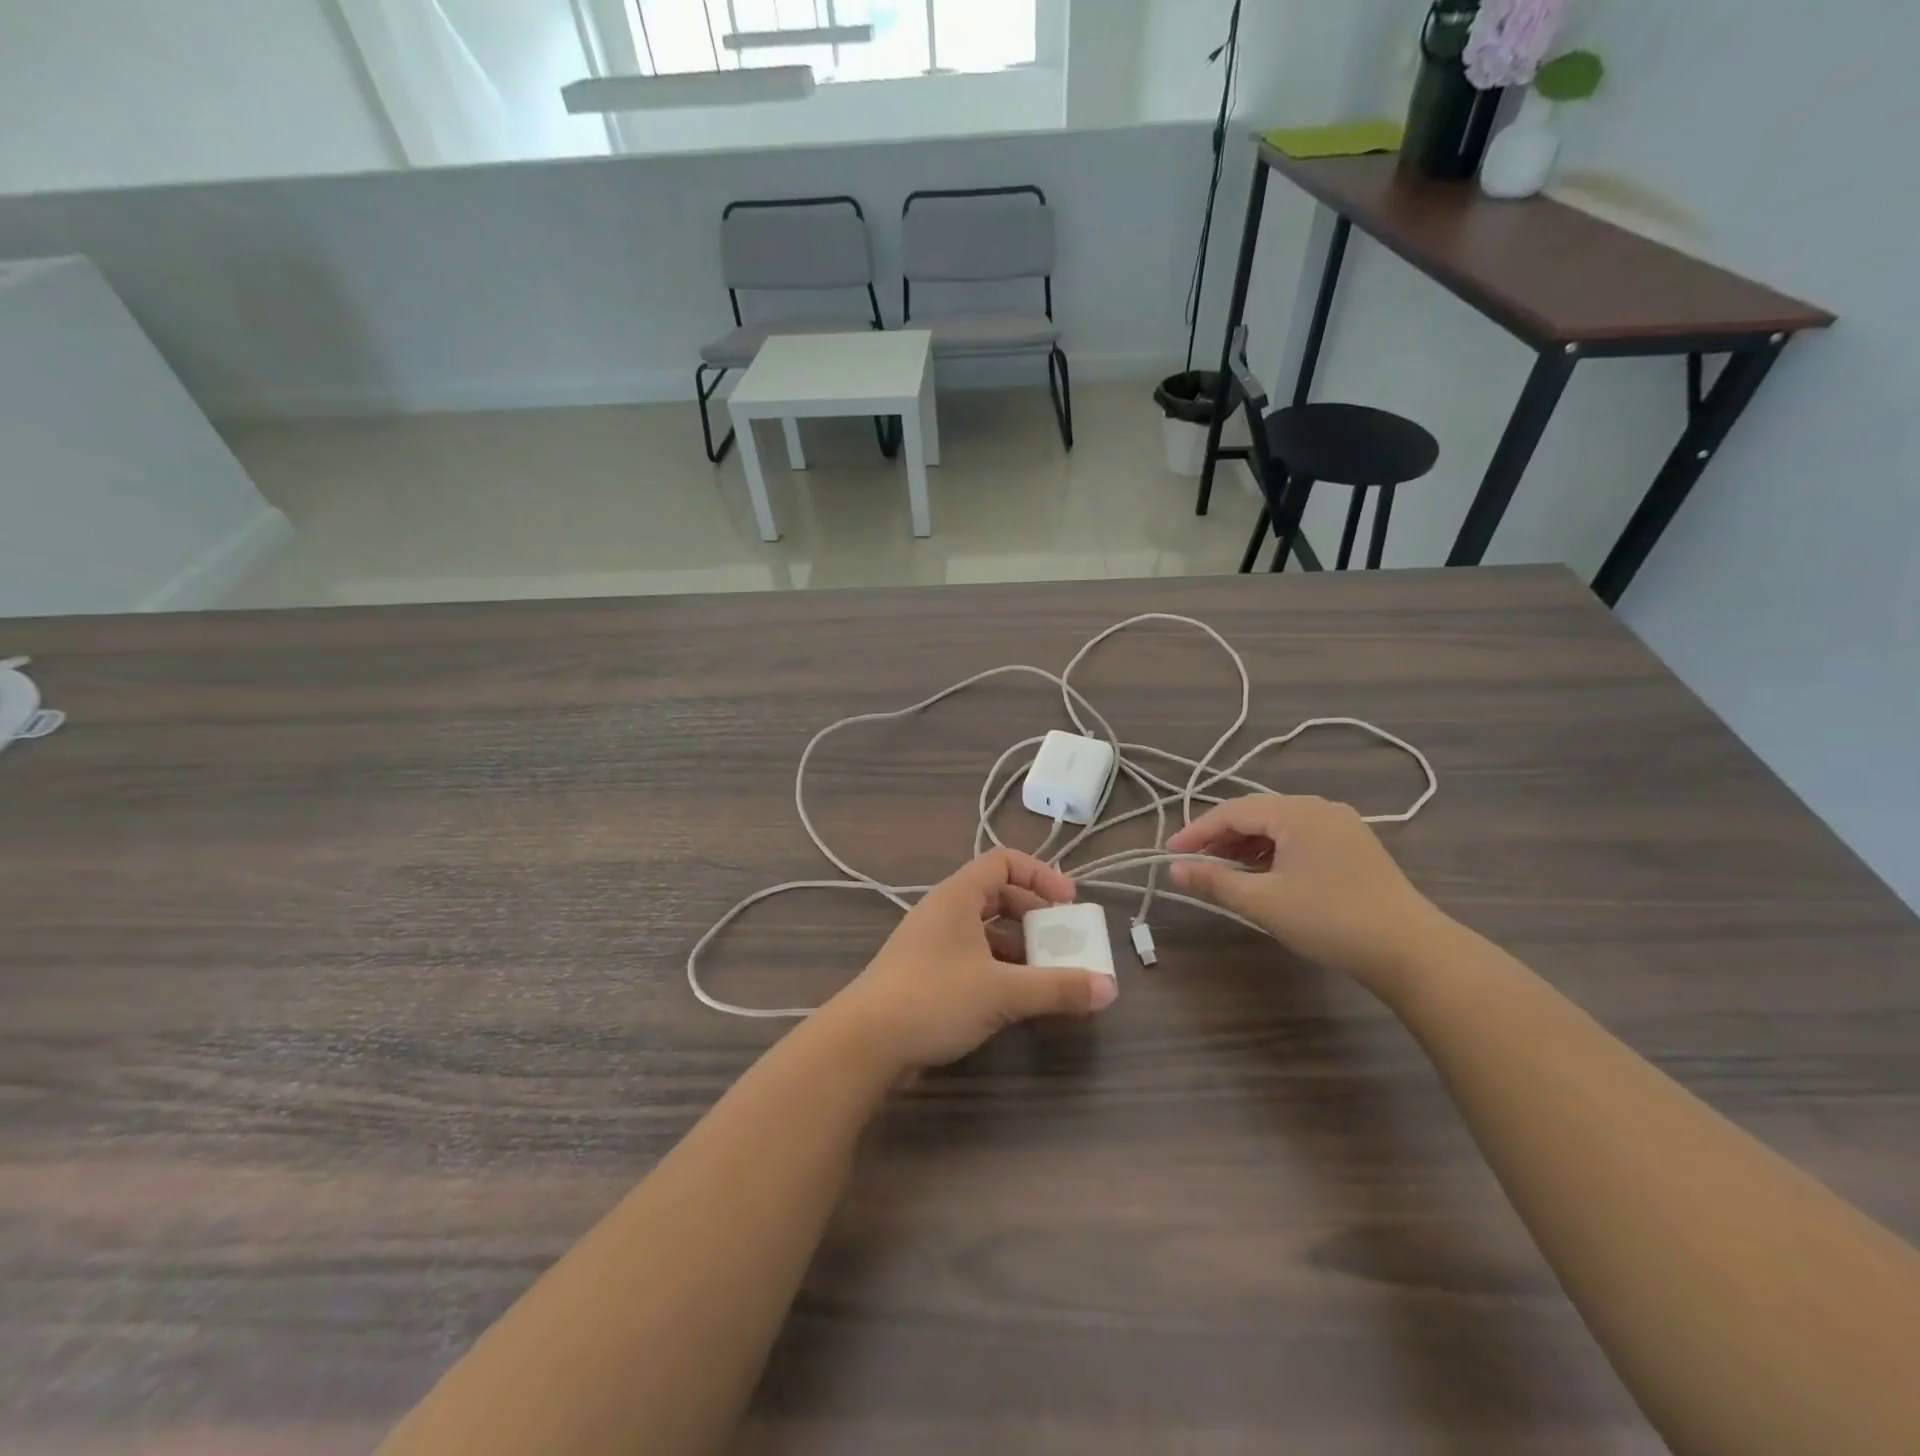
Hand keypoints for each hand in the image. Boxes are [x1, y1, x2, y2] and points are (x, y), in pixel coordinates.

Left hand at [826, 850, 1117, 1070]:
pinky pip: (971, 957)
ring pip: (984, 931)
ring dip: (1018, 947)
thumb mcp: (1003, 991)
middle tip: (1061, 940)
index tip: (1069, 904)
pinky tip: (1015, 998)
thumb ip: (1057, 988)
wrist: (864, 1043)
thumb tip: (1109, 988)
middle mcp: (943, 911)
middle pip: (996, 895)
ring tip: (1046, 974)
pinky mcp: (924, 974)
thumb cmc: (934, 999)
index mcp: (957, 896)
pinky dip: (998, 969)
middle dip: (1033, 915)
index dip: (1040, 875)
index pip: (1003, 862)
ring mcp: (931, 944)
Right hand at [1167, 794, 1444, 992]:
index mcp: (1295, 811)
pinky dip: (1273, 851)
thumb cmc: (1329, 920)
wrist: (1411, 951)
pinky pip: (1299, 837)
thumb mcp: (1263, 902)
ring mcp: (1340, 825)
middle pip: (1255, 813)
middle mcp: (1318, 807)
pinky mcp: (1354, 845)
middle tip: (1194, 863)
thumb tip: (1173, 869)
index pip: (1231, 811)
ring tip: (1224, 871)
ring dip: (1246, 845)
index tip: (1169, 853)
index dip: (1196, 832)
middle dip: (1220, 837)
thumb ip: (1214, 881)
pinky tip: (1263, 875)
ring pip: (1277, 825)